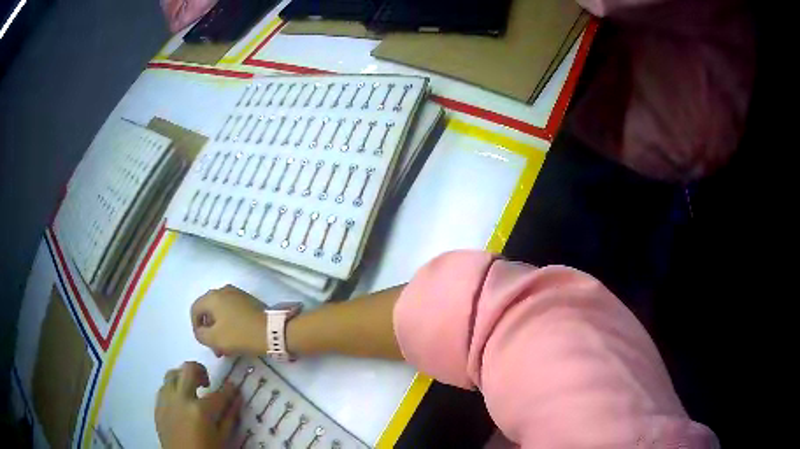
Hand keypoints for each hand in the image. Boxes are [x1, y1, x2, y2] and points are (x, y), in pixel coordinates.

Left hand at [155, 361, 240, 448]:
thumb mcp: (223, 438)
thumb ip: (229, 416)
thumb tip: (237, 397)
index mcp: (201, 410)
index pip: (219, 394)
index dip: (229, 390)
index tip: (233, 386)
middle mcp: (181, 399)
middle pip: (188, 369)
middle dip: (201, 370)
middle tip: (207, 382)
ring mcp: (166, 400)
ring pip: (172, 374)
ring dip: (183, 377)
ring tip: (191, 389)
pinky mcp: (157, 405)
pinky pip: (164, 387)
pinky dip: (173, 388)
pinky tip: (180, 400)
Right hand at [191, 285, 266, 355]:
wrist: (273, 331)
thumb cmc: (240, 335)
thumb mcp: (215, 339)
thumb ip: (201, 334)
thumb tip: (200, 331)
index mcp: (212, 296)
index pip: (195, 310)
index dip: (196, 327)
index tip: (203, 342)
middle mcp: (223, 290)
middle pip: (209, 311)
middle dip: (210, 331)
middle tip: (216, 349)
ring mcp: (238, 294)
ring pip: (222, 314)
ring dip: (221, 331)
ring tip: (227, 350)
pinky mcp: (250, 301)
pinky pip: (233, 313)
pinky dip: (231, 326)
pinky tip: (237, 341)